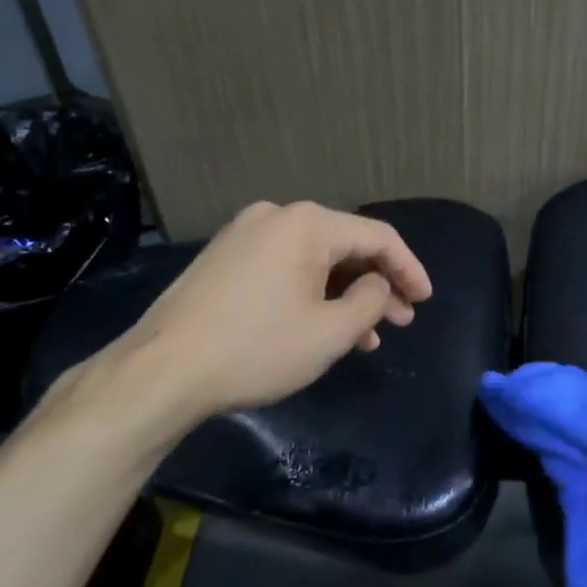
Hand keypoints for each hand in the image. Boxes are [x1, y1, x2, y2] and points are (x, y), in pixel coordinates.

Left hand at [33, 201, 431, 446]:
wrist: (161, 370)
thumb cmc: (257, 348)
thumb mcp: (330, 332)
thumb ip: (371, 301)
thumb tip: (380, 284)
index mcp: (307, 224)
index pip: (377, 237)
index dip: (409, 268)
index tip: (426, 300)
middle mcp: (276, 216)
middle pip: (344, 245)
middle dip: (378, 284)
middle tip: (401, 321)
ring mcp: (244, 234)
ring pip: (314, 259)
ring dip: (344, 294)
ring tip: (365, 336)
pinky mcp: (224, 257)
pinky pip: (284, 267)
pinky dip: (311, 292)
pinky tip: (321, 326)